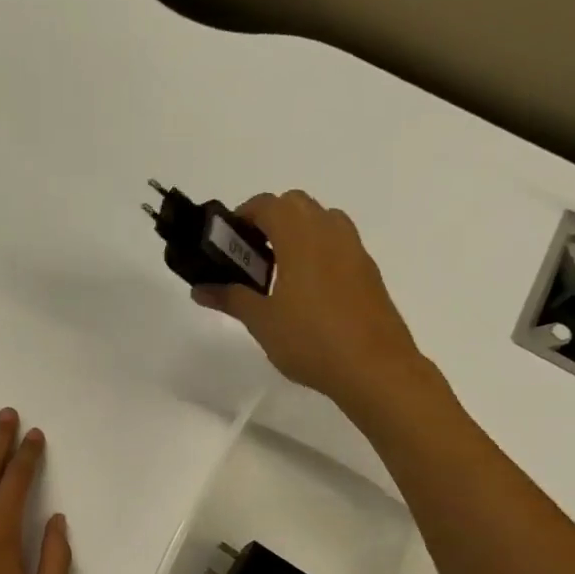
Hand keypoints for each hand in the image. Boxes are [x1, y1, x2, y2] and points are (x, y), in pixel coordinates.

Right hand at [194, 191, 434, 419]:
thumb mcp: (261, 321)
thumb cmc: (311, 340)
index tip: (227, 242)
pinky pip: (338, 244)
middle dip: (270, 219)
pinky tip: (306, 291)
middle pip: (296, 204)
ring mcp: (354, 251)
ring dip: (297, 232)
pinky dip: (318, 251)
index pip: (268, 204)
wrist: (375, 369)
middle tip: (250, 254)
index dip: (243, 215)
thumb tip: (199, 289)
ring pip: (322, 220)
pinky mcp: (368, 272)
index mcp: (300, 237)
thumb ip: (230, 298)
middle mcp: (330, 233)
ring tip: (278, 270)